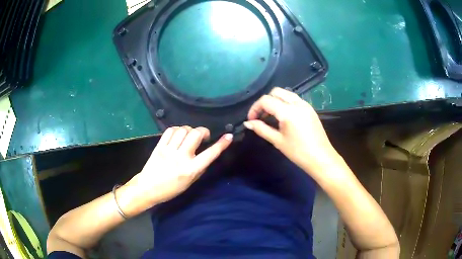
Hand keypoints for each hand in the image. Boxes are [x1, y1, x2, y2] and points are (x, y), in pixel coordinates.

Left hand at [125, 126, 232, 207]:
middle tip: (203, 136)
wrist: (147, 188)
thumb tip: (207, 154)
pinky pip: (170, 130)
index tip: (228, 136)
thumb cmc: (171, 189)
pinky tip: (178, 134)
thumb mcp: (190, 182)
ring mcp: (169, 150)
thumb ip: (199, 168)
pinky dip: (177, 129)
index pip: (210, 154)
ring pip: (183, 129)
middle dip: (203, 131)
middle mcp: (181, 157)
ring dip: (190, 129)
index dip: (221, 144)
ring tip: (190, 135)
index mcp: (191, 170)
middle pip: (195, 134)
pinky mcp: (159, 146)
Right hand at [244, 87, 341, 176]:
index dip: (255, 108)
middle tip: (261, 116)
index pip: (266, 100)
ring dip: (275, 100)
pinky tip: (283, 116)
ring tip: (271, 116)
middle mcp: (297, 103)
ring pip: (286, 93)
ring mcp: (305, 104)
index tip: (251, 120)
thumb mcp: (278, 141)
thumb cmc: (298, 152)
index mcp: (288, 111)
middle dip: (265, 101)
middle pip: (276, 92)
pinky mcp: (310, 109)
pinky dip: (285, 102)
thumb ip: (261, 129)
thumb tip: (247, 123)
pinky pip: (294, 99)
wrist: (321, 158)